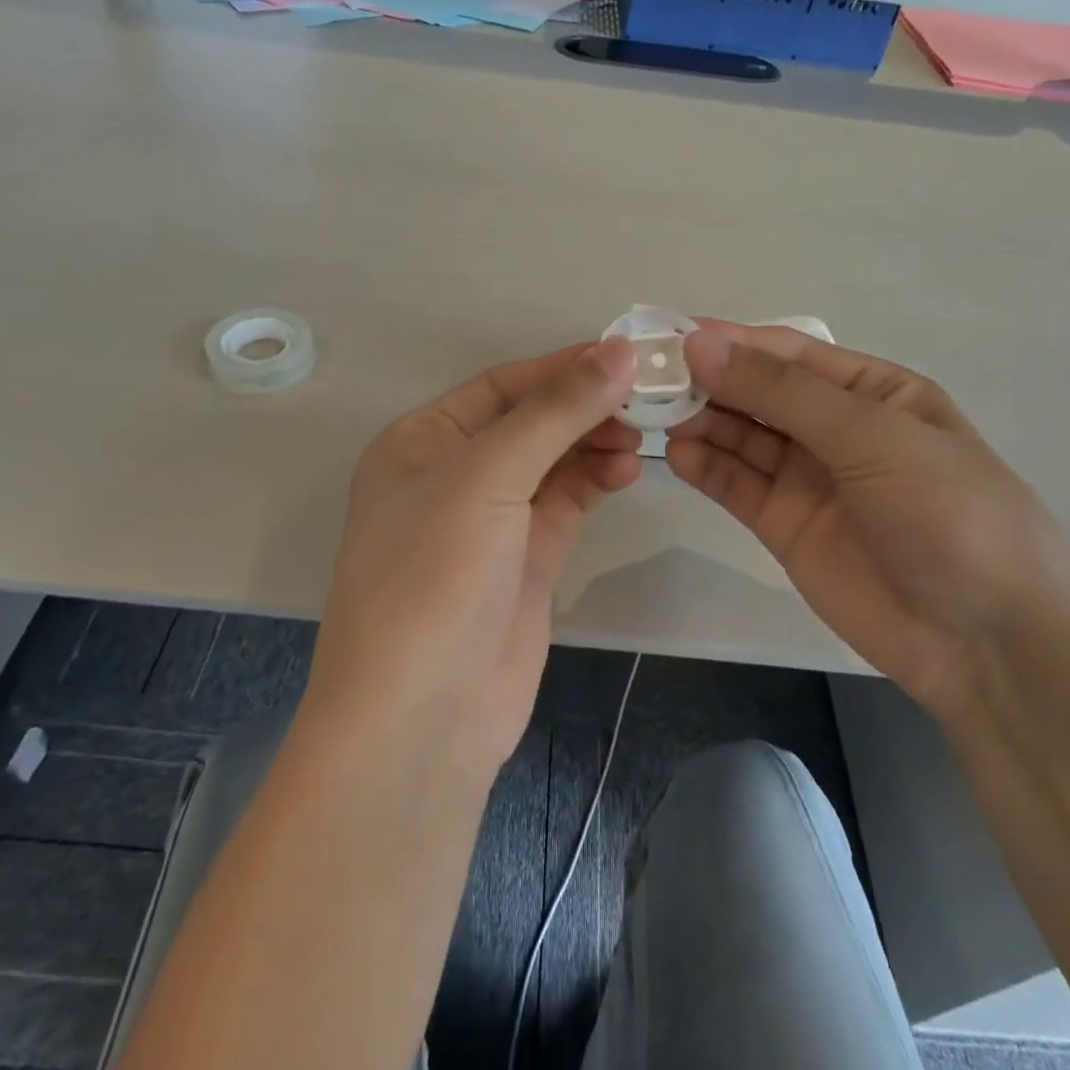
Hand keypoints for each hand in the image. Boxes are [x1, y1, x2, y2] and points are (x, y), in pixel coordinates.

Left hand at [308, 339, 641, 781]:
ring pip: (552, 463)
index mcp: (420, 442)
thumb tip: (621, 351)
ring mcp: (489, 523)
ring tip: (645, 433)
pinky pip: (565, 505)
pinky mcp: (524, 563)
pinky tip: (628, 469)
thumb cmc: (434, 576)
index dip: (561, 368)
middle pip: (529, 422)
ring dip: (595, 443)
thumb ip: (555, 413)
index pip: (501, 386)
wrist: (422, 717)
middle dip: (584, 406)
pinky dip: (595, 482)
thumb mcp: (487, 477)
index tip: (628, 354)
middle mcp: (451, 476)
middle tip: (649, 397)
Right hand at [666, 322, 1069, 711]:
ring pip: (742, 438)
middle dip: (710, 382)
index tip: (672, 337)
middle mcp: (836, 429)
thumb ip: (780, 392)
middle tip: (650, 380)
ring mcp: (808, 479)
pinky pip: (737, 486)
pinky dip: (706, 468)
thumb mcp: (871, 436)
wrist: (984, 640)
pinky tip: (677, 455)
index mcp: (873, 392)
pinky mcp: (785, 526)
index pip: (789, 353)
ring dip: (701, 422)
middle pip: (759, 394)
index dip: (733, 342)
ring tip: (654, 415)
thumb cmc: (945, 513)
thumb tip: (700, 344)